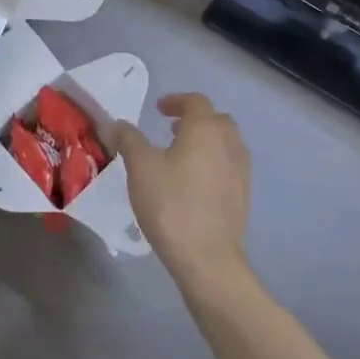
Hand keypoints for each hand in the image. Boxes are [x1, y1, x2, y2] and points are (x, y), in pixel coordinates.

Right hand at [111, 93, 251, 288]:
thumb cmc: (171, 203)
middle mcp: (229, 143)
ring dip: (206, 142)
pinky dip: (214, 164)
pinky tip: (195, 184)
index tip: (159, 109)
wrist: (207, 258)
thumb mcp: (140, 167)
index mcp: (206, 129)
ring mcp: (241, 171)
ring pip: (226, 144)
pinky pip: (229, 167)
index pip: (196, 101)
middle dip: (194, 120)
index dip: (176, 101)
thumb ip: (128, 140)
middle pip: (216, 120)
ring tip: (181, 157)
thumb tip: (115, 123)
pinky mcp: (244, 196)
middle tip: (171, 131)